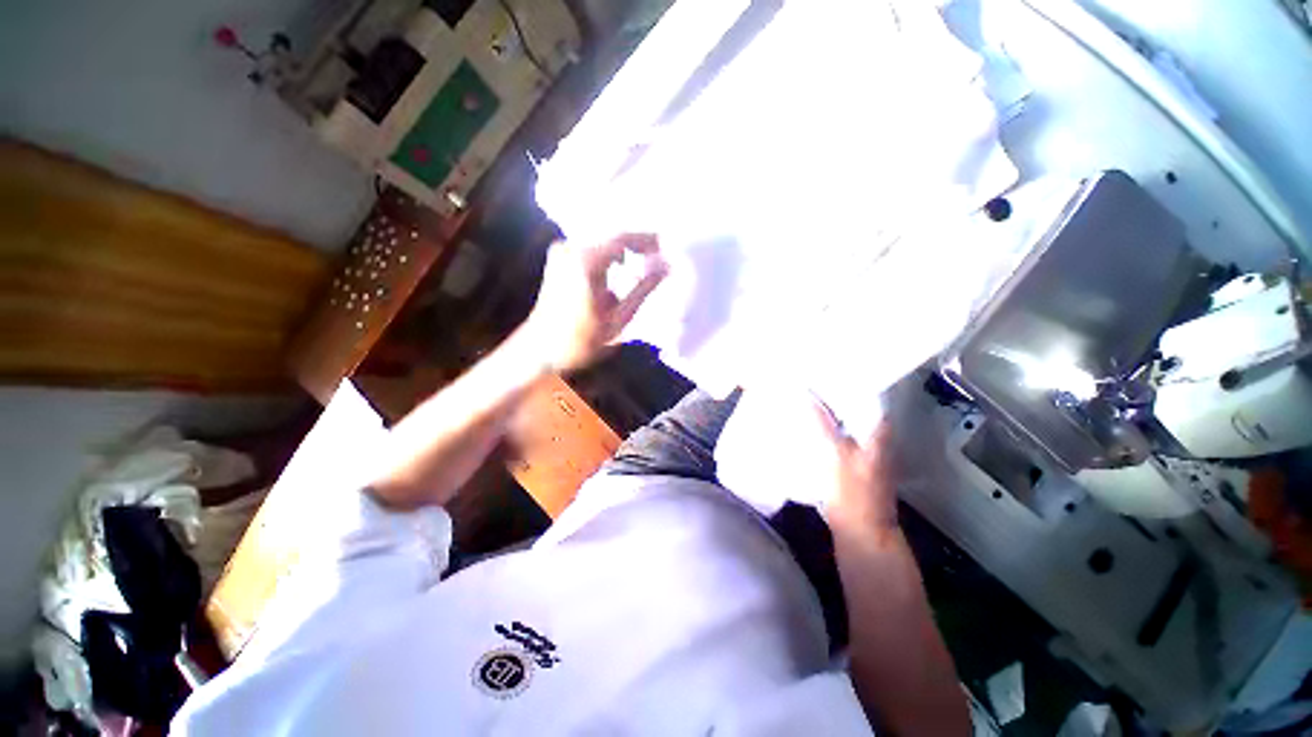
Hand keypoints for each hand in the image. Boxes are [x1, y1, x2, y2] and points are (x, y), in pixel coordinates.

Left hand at [521, 233, 668, 370]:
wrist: (540, 350)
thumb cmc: (580, 339)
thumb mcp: (618, 318)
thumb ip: (643, 289)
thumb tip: (666, 266)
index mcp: (585, 261)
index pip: (623, 238)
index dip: (647, 240)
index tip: (666, 248)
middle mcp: (571, 249)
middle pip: (612, 236)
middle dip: (637, 244)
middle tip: (659, 256)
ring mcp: (562, 252)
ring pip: (602, 242)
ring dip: (624, 250)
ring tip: (644, 262)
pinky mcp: (559, 259)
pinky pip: (591, 249)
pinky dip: (609, 256)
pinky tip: (621, 268)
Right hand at [812, 399, 899, 535]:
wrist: (862, 534)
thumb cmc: (853, 493)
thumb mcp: (835, 454)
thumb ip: (823, 425)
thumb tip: (807, 396)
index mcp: (879, 436)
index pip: (871, 402)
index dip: (853, 388)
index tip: (831, 376)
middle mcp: (878, 443)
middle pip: (860, 414)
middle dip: (839, 400)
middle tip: (814, 387)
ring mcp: (868, 458)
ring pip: (850, 428)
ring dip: (834, 416)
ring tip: (811, 403)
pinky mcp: (856, 470)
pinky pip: (843, 442)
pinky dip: (830, 433)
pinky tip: (813, 431)